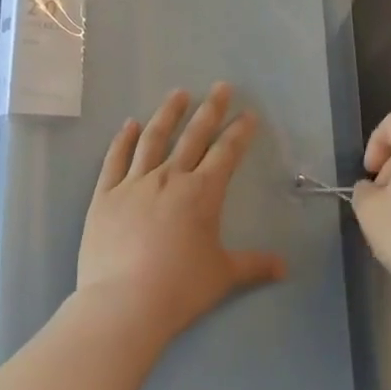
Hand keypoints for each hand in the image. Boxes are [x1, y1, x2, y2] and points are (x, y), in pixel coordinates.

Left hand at [77, 84, 286, 341]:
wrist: (124, 303)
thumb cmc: (179, 288)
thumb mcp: (222, 276)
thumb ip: (254, 266)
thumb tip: (285, 267)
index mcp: (202, 193)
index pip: (226, 153)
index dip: (240, 132)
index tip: (248, 114)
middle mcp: (170, 178)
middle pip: (193, 136)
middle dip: (210, 109)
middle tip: (221, 86)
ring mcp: (134, 183)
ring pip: (153, 138)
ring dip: (168, 113)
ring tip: (178, 94)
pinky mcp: (105, 195)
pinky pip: (115, 159)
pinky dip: (123, 139)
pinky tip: (130, 124)